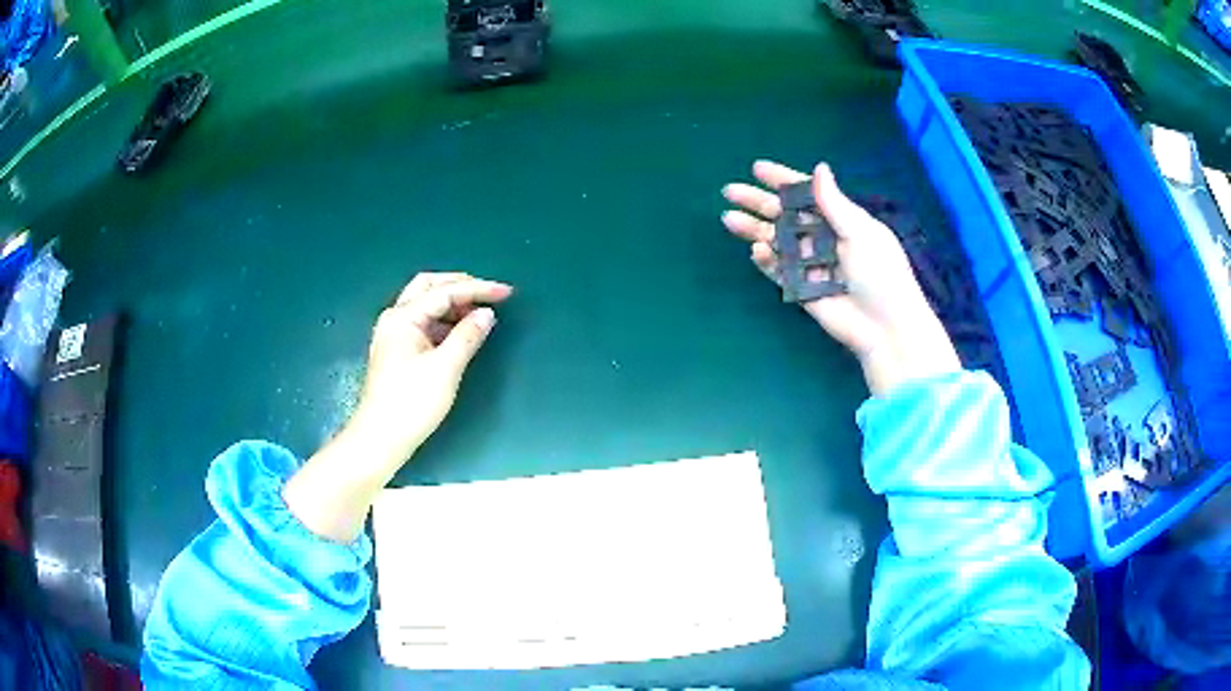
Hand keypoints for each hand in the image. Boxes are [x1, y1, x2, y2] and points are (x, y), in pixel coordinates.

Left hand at [284, 272, 511, 542]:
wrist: (381, 439)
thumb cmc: (411, 403)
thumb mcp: (445, 368)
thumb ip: (468, 336)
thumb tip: (486, 313)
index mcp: (403, 317)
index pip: (444, 292)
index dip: (478, 289)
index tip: (507, 292)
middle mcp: (395, 318)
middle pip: (428, 287)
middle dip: (460, 285)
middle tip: (488, 293)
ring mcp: (394, 335)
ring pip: (425, 305)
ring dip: (452, 303)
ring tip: (479, 312)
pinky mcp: (397, 351)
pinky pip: (424, 323)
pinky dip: (444, 321)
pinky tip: (460, 332)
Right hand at [722, 160, 959, 395]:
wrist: (885, 328)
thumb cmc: (881, 275)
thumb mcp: (861, 233)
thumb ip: (834, 203)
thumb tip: (819, 167)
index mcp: (840, 220)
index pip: (806, 194)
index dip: (782, 180)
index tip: (757, 168)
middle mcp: (822, 238)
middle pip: (784, 215)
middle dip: (757, 202)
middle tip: (729, 191)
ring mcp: (810, 264)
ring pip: (776, 241)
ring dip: (754, 229)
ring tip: (729, 219)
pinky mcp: (801, 289)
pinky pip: (778, 271)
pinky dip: (766, 261)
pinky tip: (757, 250)